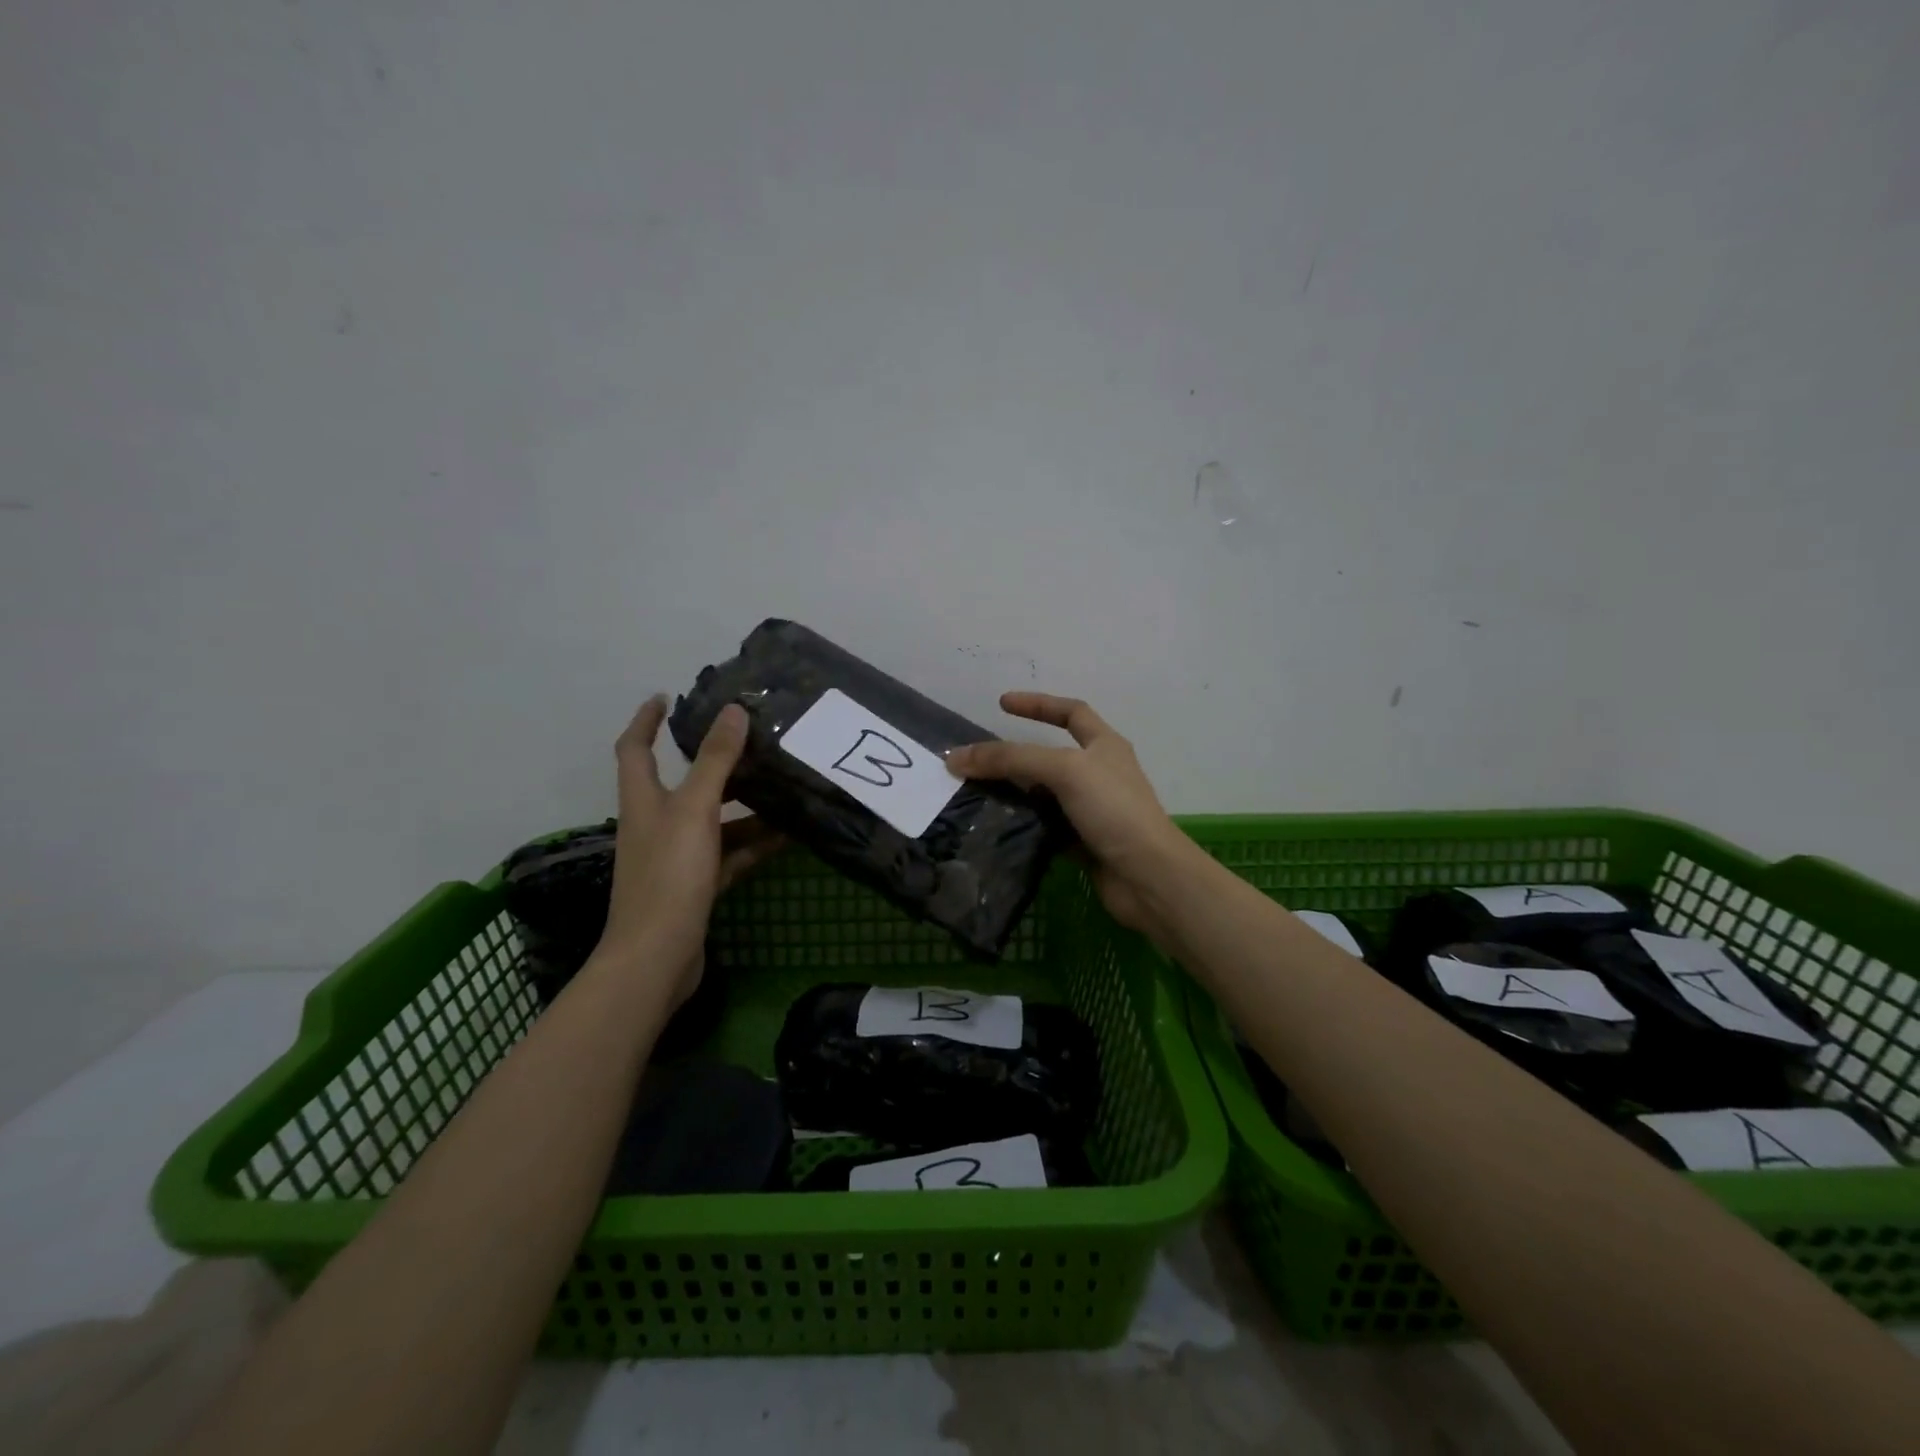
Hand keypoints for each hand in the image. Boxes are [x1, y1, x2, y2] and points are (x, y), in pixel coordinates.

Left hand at [596, 697, 782, 1002]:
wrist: (656, 957)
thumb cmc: (669, 875)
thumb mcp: (695, 810)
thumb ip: (715, 761)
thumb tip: (734, 710)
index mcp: (644, 800)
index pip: (635, 748)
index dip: (646, 720)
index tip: (664, 697)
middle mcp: (655, 824)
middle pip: (683, 784)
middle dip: (714, 763)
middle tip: (753, 743)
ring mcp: (675, 859)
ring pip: (713, 822)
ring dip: (744, 807)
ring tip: (783, 788)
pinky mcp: (695, 888)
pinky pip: (728, 856)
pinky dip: (752, 846)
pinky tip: (786, 837)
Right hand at [945, 693, 1198, 947]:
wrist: (1148, 876)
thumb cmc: (1113, 810)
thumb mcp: (1064, 770)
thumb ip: (1011, 759)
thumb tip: (956, 757)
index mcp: (1103, 745)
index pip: (1070, 711)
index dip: (1037, 704)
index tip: (1002, 704)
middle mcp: (1099, 773)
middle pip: (1050, 756)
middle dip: (1015, 756)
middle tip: (977, 762)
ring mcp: (1091, 810)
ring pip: (1044, 794)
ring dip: (1015, 793)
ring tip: (976, 795)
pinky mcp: (1083, 842)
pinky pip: (1045, 827)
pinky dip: (1023, 825)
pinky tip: (996, 829)